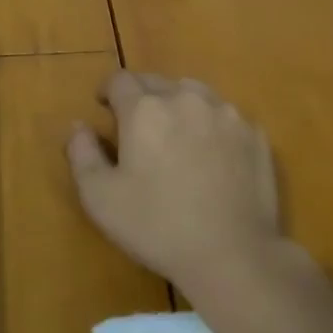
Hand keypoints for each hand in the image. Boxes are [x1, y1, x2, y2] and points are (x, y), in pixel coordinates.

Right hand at [66, 72, 280, 298]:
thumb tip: (78, 126)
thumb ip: (82, 154)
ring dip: (179, 104)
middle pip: (157, 82)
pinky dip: (212, 125)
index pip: (120, 80)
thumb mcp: (100, 198)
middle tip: (137, 125)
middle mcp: (186, 98)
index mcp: (145, 109)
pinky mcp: (254, 134)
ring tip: (176, 133)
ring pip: (195, 93)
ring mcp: (225, 114)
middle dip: (142, 96)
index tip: (104, 106)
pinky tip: (212, 154)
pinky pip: (225, 117)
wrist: (233, 253)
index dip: (108, 90)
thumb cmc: (157, 226)